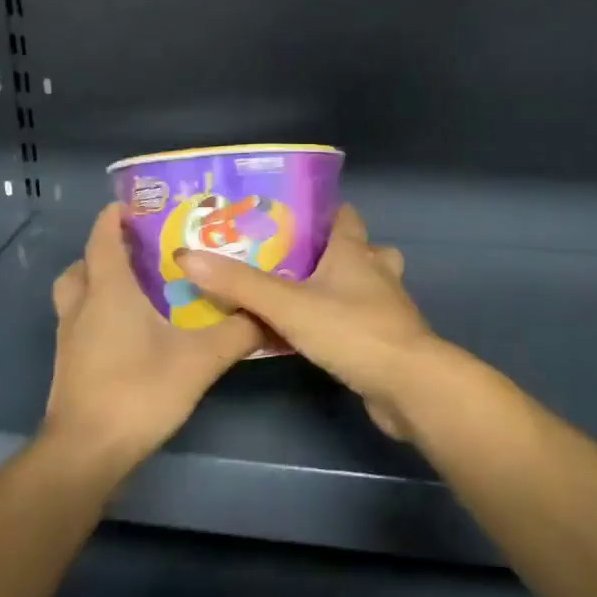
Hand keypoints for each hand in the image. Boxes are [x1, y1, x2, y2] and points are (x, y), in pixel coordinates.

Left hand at [44, 202, 262, 470]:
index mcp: (108, 291)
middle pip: (83, 264)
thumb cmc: (139, 391)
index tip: (136, 203)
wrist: (86, 453)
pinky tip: (130, 332)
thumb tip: (270, 310)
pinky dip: (97, 314)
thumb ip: (238, 332)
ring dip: (97, 282)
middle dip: (105, 251)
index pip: (103, 237)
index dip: (114, 216)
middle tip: (140, 250)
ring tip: (136, 288)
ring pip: (75, 294)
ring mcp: (69, 337)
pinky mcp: (69, 364)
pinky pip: (79, 322)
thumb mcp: (200, 360)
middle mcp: (82, 306)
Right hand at [175, 204, 454, 438]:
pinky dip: (340, 320)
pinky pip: (360, 320)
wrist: (408, 386)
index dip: (321, 210)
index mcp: (355, 252)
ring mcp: (386, 308)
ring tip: (300, 294)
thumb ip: (240, 284)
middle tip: (289, 258)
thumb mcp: (288, 305)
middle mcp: (375, 272)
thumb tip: (187, 256)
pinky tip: (314, 335)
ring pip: (363, 285)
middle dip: (329, 250)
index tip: (289, 212)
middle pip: (358, 249)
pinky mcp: (385, 340)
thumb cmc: (352, 330)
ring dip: (339, 286)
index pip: (344, 215)